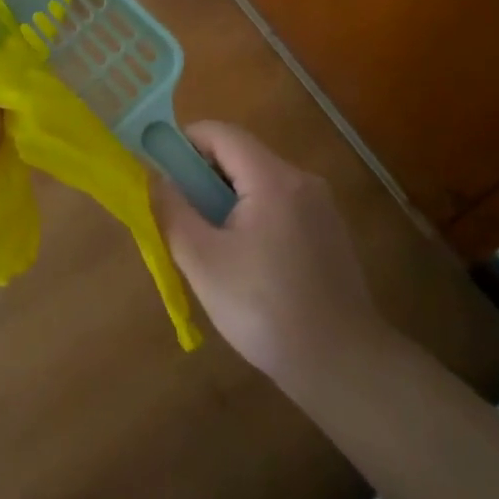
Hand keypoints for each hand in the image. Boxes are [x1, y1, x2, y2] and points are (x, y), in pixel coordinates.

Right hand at [153, 122, 378, 384]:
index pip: (221, 133)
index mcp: (273, 179)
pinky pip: (280, 204)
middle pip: (241, 155)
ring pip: (260, 181)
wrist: (343, 365)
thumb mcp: (203, 261)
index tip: (160, 171)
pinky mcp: (329, 232)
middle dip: (203, 175)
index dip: (184, 142)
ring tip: (207, 242)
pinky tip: (243, 260)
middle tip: (179, 213)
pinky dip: (252, 215)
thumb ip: (173, 211)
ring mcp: (321, 206)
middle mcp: (302, 180)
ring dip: (226, 198)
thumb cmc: (264, 309)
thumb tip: (156, 177)